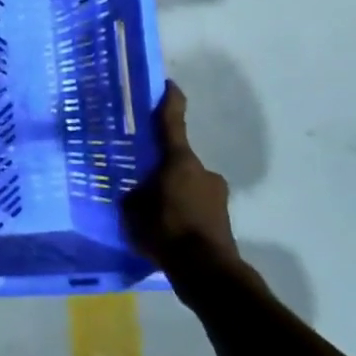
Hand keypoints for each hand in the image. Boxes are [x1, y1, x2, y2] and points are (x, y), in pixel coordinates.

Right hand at [123, 83, 242, 272]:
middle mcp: (202, 170)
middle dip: (161, 168)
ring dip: (173, 191)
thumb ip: (133, 194)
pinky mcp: (223, 216)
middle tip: (141, 182)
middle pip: (177, 160)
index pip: (172, 123)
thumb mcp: (132, 210)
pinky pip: (195, 205)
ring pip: (187, 183)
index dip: (169, 102)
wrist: (206, 271)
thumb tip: (134, 190)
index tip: (168, 85)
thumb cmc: (165, 231)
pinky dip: (182, 211)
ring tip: (153, 213)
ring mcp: (217, 193)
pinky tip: (168, 230)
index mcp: (178, 161)